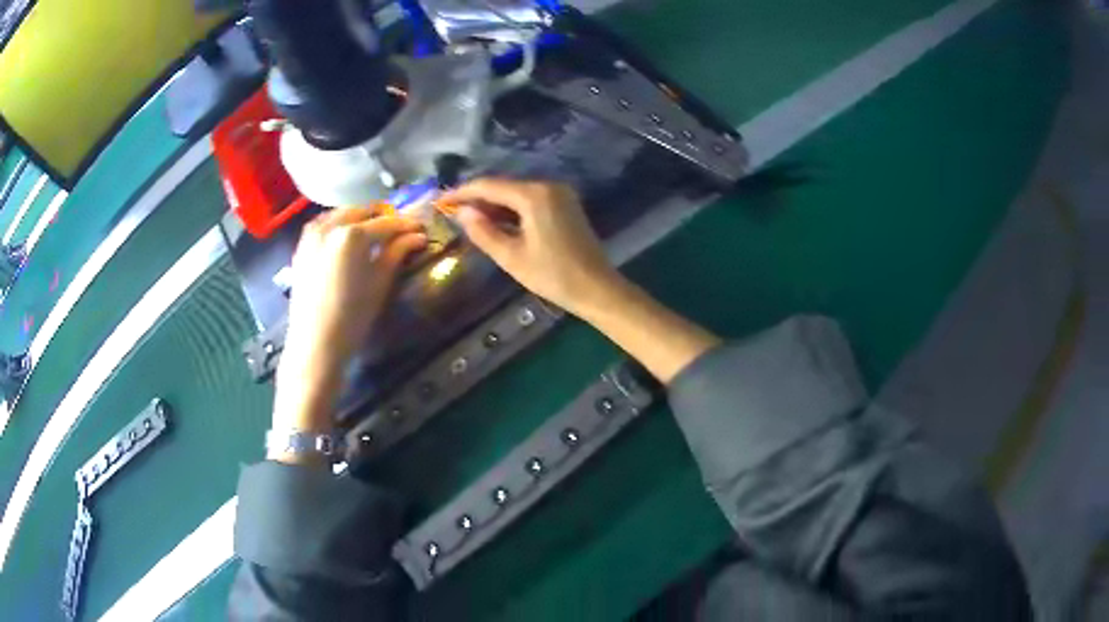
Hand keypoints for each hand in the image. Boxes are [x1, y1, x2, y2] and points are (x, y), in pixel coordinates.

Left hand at [274, 209, 425, 433]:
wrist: (315, 343)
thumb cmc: (352, 316)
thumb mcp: (379, 283)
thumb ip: (397, 253)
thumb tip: (417, 236)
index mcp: (352, 234)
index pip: (386, 223)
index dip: (406, 225)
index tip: (420, 227)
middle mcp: (330, 226)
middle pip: (361, 212)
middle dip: (380, 218)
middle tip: (397, 230)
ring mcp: (312, 234)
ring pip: (340, 215)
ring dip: (358, 218)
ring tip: (372, 231)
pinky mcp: (301, 246)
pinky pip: (323, 225)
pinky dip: (338, 225)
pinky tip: (346, 238)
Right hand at [440, 178, 622, 315]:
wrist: (597, 288)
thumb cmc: (553, 275)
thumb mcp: (511, 257)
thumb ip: (483, 232)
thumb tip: (462, 212)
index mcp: (534, 195)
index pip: (489, 185)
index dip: (463, 192)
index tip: (441, 201)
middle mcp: (548, 186)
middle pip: (504, 185)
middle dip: (478, 198)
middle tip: (452, 211)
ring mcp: (560, 193)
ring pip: (517, 192)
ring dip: (494, 204)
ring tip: (469, 219)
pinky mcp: (566, 204)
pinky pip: (531, 200)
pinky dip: (512, 209)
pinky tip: (497, 222)